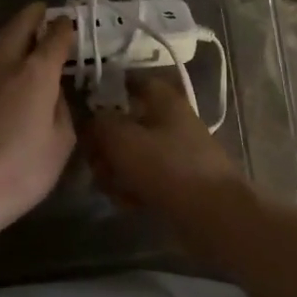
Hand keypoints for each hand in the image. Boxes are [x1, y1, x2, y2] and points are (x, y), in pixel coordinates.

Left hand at [0, 3, 76, 237]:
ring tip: (28, 37)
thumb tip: (54, 96)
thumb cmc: (22, 168)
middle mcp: (7, 69)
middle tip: (41, 9)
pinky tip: (11, 74)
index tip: (71, 21)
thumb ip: (61, 111)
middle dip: (31, 17)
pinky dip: (4, 62)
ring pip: (0, 49)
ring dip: (14, 37)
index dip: (65, 28)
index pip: (54, 39)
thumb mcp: (60, 143)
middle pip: (17, 30)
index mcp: (36, 74)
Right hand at [83, 74, 243, 224]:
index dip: (107, 88)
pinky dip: (132, 188)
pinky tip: (127, 202)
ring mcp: (177, 153)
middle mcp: (172, 122)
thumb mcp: (122, 139)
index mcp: (164, 101)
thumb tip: (90, 119)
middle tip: (94, 161)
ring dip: (115, 170)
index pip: (133, 81)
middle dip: (105, 143)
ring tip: (110, 187)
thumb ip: (99, 124)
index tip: (84, 105)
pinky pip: (145, 178)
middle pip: (127, 123)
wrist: (213, 215)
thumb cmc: (167, 167)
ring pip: (133, 154)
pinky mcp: (178, 182)